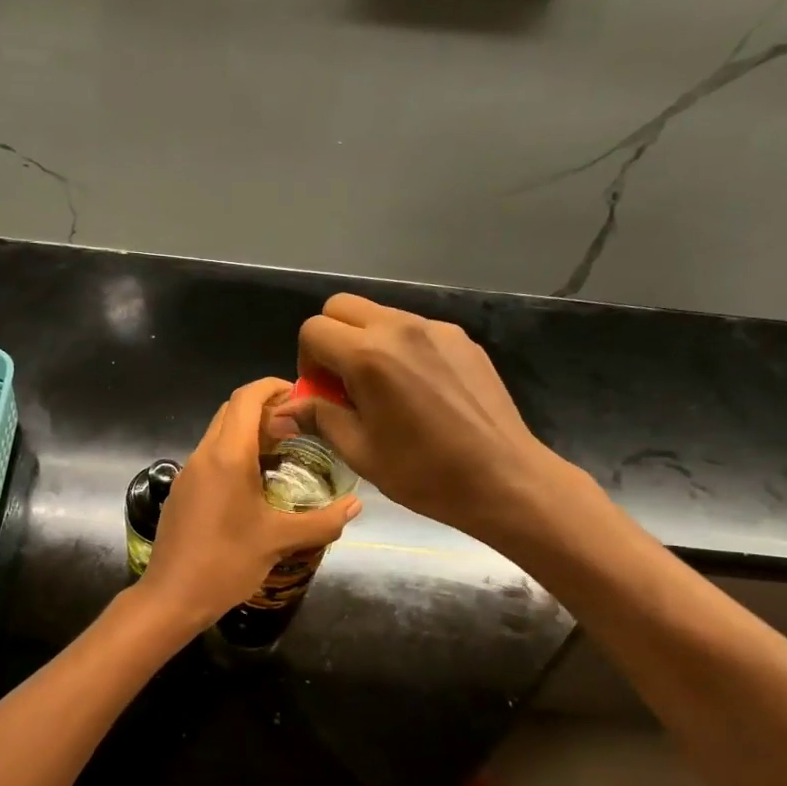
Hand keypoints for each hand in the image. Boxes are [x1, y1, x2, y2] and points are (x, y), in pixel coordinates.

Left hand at [137, 378, 359, 627]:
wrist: (172, 596)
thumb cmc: (226, 562)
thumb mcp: (279, 540)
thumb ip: (322, 521)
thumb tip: (356, 505)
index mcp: (227, 456)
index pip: (246, 398)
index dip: (273, 387)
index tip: (301, 396)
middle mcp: (204, 455)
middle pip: (231, 410)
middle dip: (264, 408)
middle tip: (298, 427)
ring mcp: (188, 472)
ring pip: (218, 433)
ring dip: (248, 432)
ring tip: (282, 452)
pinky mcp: (182, 491)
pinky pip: (210, 457)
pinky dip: (233, 453)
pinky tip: (254, 483)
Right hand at [270, 294, 572, 540]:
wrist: (504, 478)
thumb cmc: (424, 473)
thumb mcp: (360, 451)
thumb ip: (319, 417)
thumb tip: (283, 409)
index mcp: (369, 356)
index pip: (313, 329)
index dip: (307, 361)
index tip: (322, 393)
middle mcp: (400, 328)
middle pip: (342, 306)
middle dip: (331, 338)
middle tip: (343, 382)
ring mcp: (436, 329)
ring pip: (380, 314)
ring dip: (366, 341)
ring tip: (384, 389)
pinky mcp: (462, 339)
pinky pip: (415, 329)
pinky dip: (401, 348)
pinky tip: (419, 390)